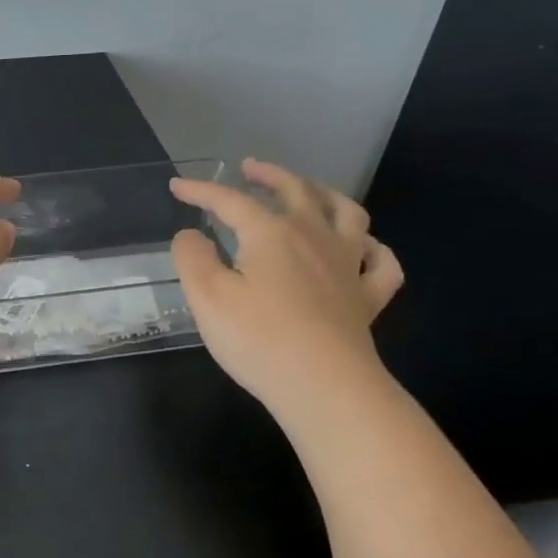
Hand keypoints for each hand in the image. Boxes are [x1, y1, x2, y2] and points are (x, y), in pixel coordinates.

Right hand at [169, 158, 403, 412]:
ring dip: (325, 194)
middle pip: (295, 190)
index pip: (230, 200)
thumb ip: (192, 257)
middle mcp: (313, 236)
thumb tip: (191, 235)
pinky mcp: (367, 298)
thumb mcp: (206, 296)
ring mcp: (346, 265)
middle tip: (250, 168)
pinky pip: (381, 264)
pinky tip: (363, 248)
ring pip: (347, 213)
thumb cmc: (258, 339)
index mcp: (270, 233)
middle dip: (269, 175)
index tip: (177, 186)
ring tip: (309, 192)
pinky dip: (373, 249)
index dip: (201, 190)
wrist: (325, 388)